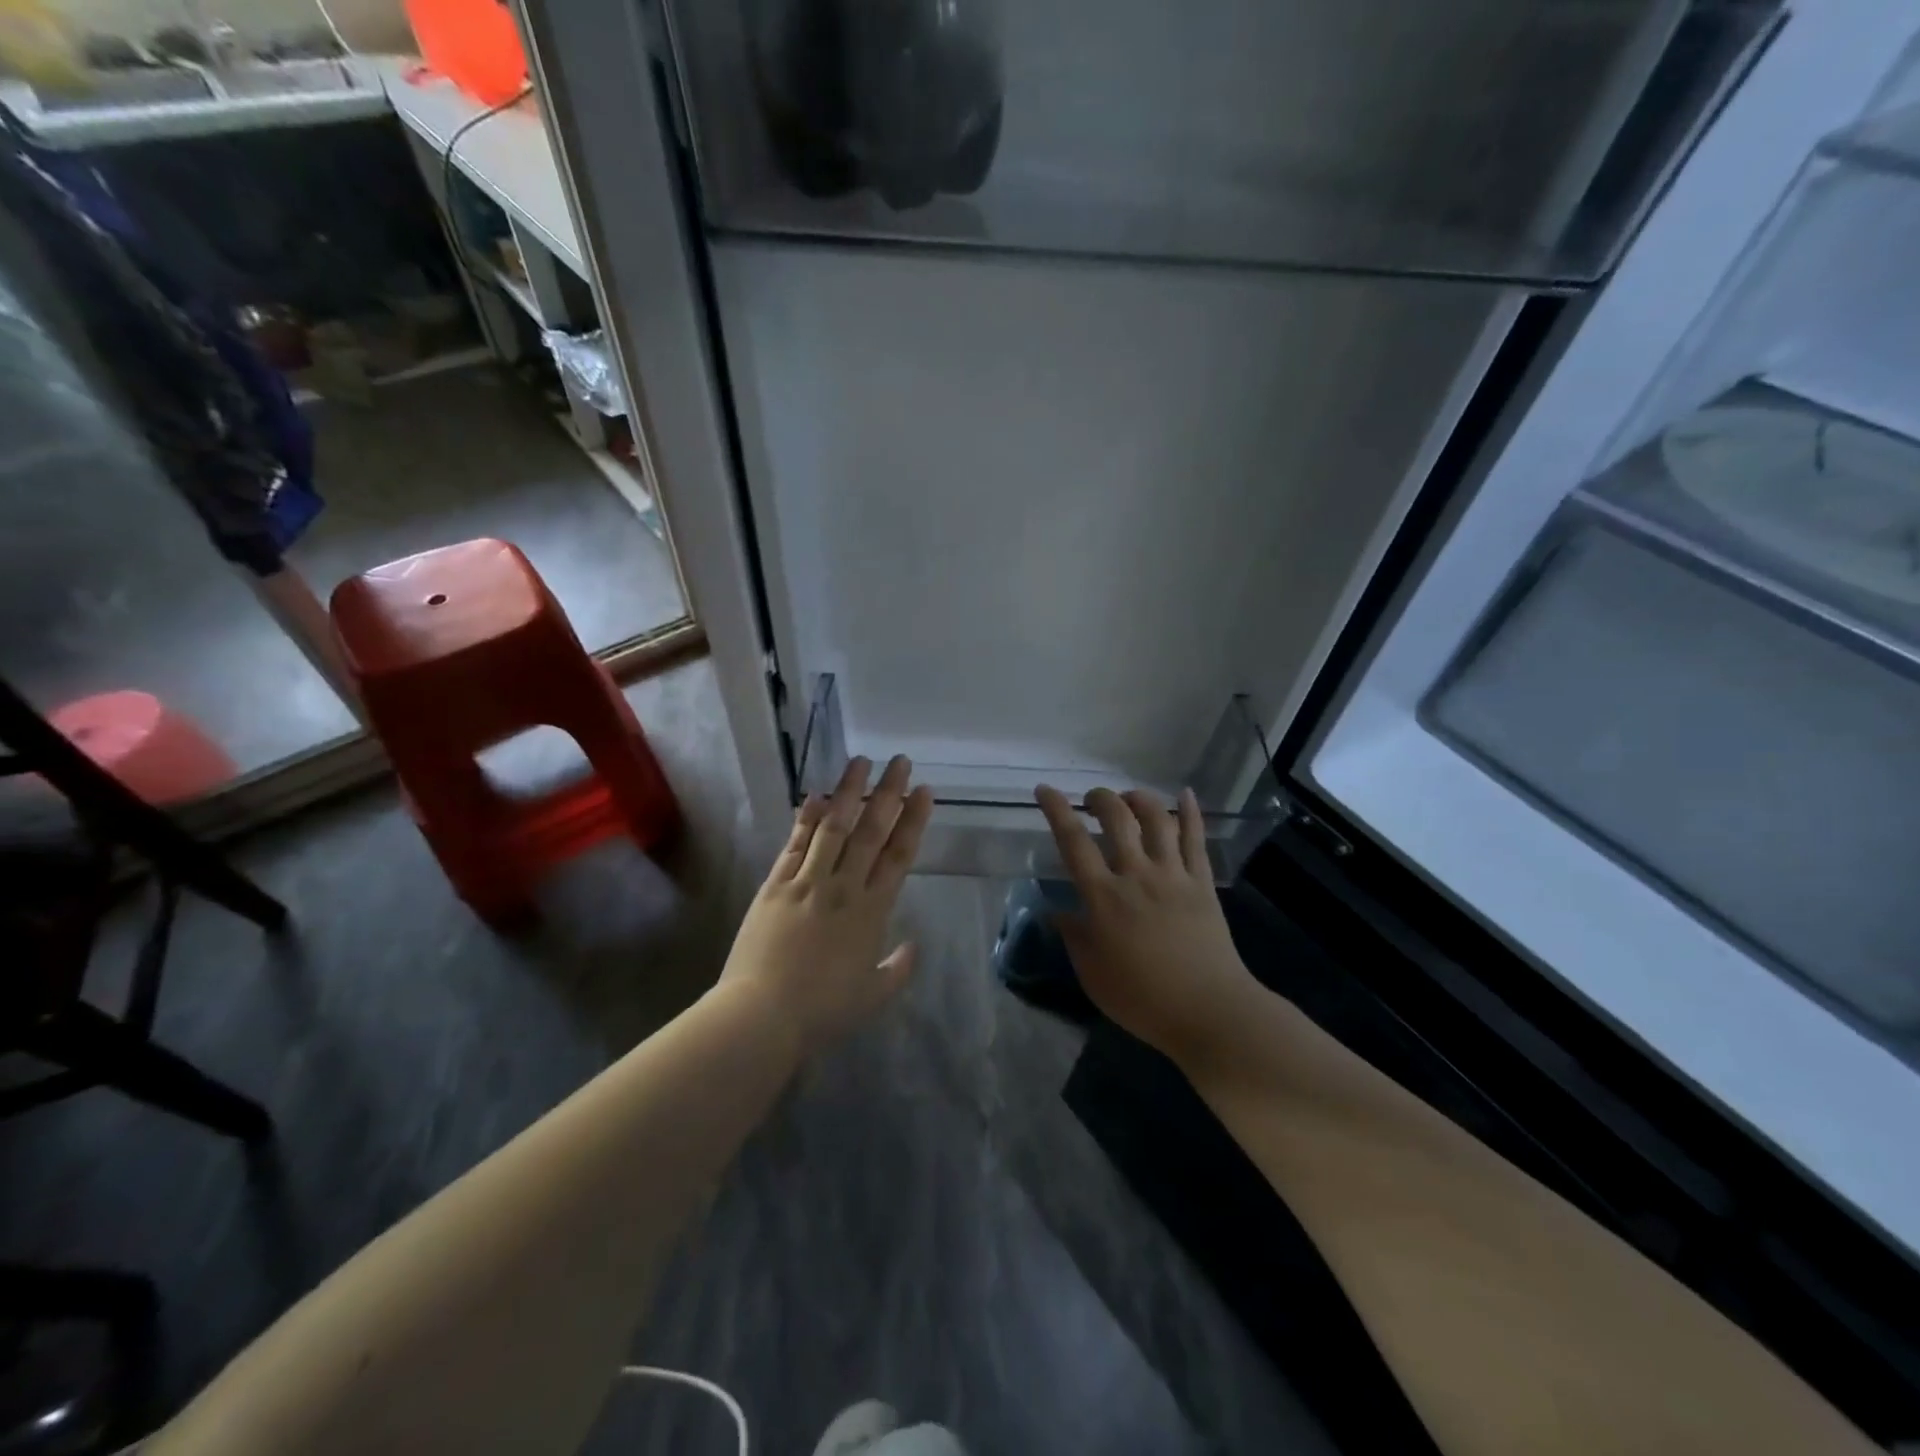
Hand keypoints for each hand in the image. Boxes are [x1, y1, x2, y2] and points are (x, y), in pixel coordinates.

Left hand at [720, 755, 933, 1053]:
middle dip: (887, 793)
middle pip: (870, 831)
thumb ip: (898, 969)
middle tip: (900, 762)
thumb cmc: (822, 1011)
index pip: (899, 855)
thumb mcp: (873, 996)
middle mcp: (843, 887)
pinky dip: (805, 819)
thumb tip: (913, 945)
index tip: (923, 791)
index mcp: (872, 911)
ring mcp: (807, 882)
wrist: (762, 1015)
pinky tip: (814, 796)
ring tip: (860, 762)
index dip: (913, 820)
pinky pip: (794, 844)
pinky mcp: (775, 885)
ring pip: (833, 827)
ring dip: (848, 792)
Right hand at [1036, 785, 1257, 1068]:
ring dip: (1139, 799)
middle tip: (1092, 800)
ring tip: (1129, 798)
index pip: (1073, 841)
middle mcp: (1137, 875)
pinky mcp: (1202, 882)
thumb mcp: (1092, 973)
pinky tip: (1186, 794)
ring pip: (1157, 820)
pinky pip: (1196, 839)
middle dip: (1100, 798)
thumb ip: (1073, 936)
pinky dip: (1191, 812)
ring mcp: (1173, 875)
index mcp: (1104, 897)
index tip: (1044, 790)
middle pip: (1117, 818)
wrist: (1209, 1011)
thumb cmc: (1142, 998)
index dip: (1056, 810)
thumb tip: (1057, 912)